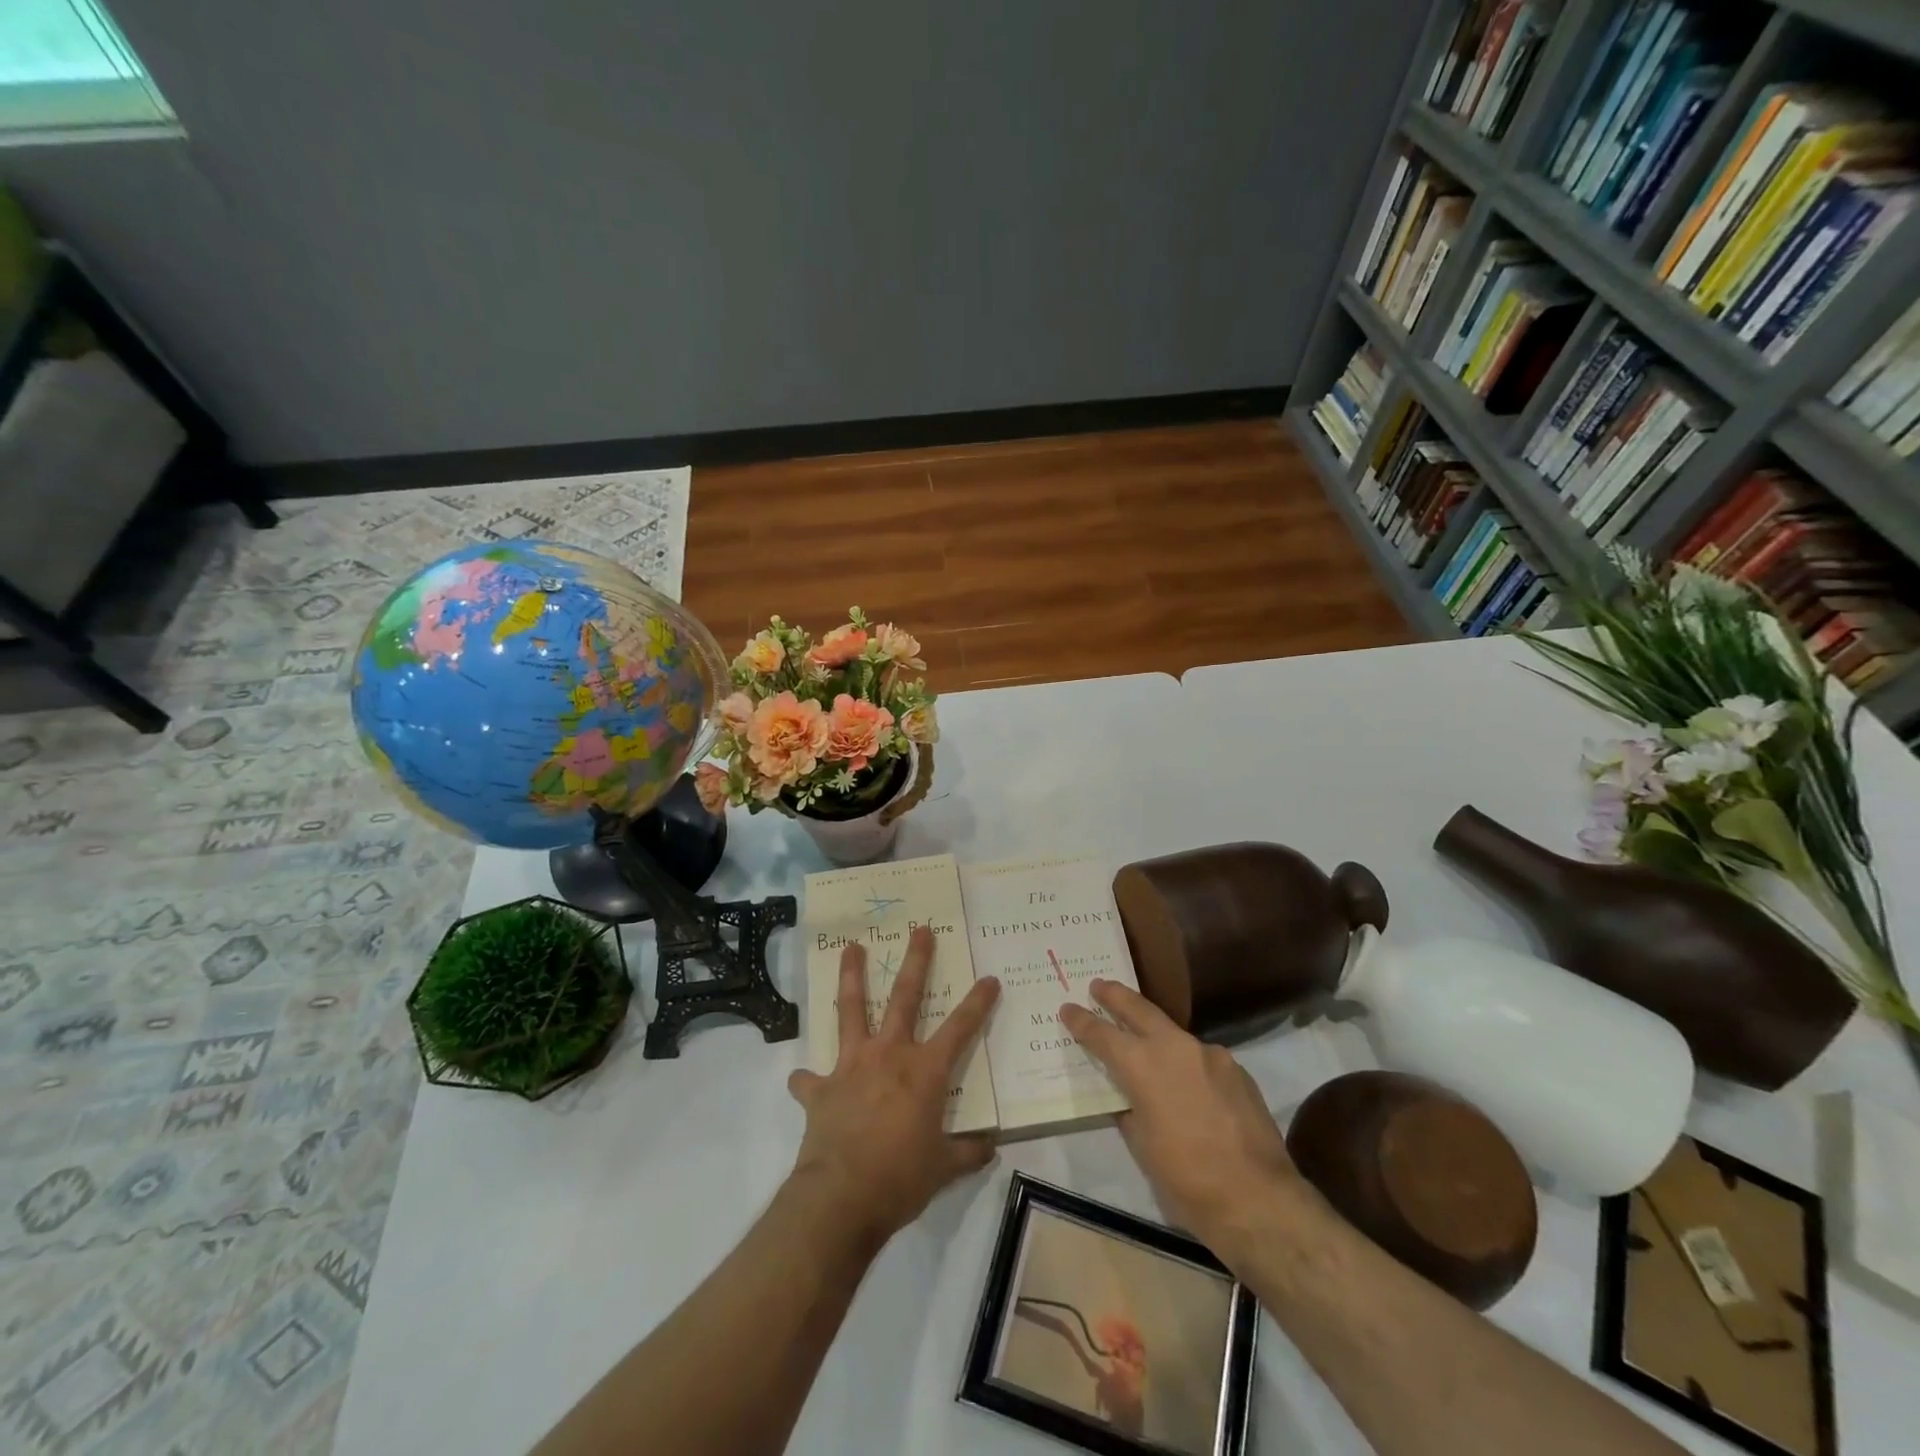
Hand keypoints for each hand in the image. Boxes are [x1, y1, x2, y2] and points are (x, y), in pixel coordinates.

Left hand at [788, 925, 999, 1245]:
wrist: (841, 1198)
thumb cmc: (900, 1179)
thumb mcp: (944, 1169)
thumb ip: (967, 1152)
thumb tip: (990, 1145)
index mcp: (924, 1071)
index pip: (960, 1028)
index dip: (978, 1002)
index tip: (989, 978)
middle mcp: (889, 1055)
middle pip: (905, 998)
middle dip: (916, 961)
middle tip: (920, 930)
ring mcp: (851, 1066)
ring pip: (851, 1010)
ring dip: (852, 976)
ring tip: (851, 948)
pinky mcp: (821, 1088)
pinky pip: (809, 1079)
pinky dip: (806, 1079)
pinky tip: (800, 1078)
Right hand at [1061, 980, 1299, 1250]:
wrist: (1259, 1200)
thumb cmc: (1187, 1180)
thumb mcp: (1142, 1148)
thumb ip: (1130, 1111)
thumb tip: (1128, 1098)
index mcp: (1143, 1065)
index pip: (1103, 1034)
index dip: (1082, 1020)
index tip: (1068, 1007)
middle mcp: (1175, 1047)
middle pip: (1139, 1010)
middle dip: (1116, 996)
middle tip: (1099, 985)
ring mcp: (1211, 1055)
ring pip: (1174, 1033)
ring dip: (1155, 1032)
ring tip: (1144, 1039)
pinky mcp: (1238, 1070)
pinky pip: (1203, 1058)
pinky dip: (1187, 1062)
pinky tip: (1189, 1083)